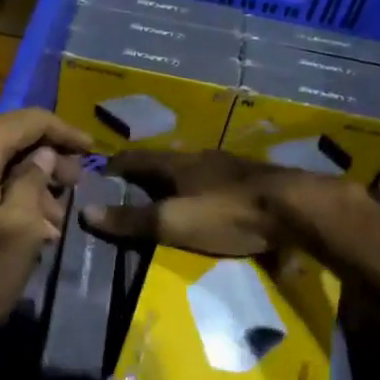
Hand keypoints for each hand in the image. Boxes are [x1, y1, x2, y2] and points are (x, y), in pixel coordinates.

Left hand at [0, 109, 90, 379]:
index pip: (31, 120)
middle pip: (9, 136)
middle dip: (47, 161)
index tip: (94, 152)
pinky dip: (0, 191)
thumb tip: (44, 154)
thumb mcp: (19, 231)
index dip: (66, 133)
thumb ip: (35, 181)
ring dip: (25, 182)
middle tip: (75, 190)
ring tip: (53, 221)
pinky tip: (22, 224)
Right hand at [83, 150, 376, 257]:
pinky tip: (211, 203)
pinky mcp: (255, 181)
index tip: (99, 173)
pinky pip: (219, 182)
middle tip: (131, 188)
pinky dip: (205, 191)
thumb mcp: (172, 222)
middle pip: (166, 161)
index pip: (135, 158)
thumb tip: (84, 212)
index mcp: (177, 163)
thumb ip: (131, 220)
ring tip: (169, 197)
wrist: (294, 208)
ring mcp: (231, 167)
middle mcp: (202, 157)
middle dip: (147, 172)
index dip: (115, 165)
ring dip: (178, 180)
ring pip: (195, 169)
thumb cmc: (226, 213)